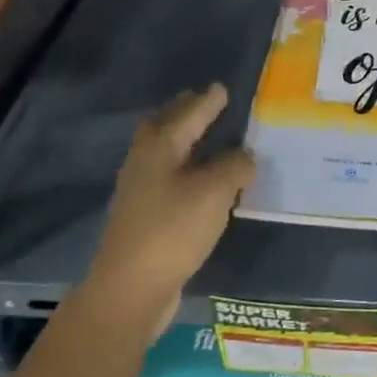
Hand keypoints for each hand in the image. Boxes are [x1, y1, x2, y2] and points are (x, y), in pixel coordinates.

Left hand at [83, 83, 255, 342]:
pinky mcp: (144, 218)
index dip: (207, 102)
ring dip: (184, 142)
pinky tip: (202, 182)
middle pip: (165, 129)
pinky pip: (169, 180)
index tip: (221, 88)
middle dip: (185, 114)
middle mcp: (145, 163)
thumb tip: (245, 156)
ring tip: (208, 139)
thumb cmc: (173, 229)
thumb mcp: (215, 191)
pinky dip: (187, 170)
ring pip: (165, 154)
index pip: (188, 114)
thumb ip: (235, 166)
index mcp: (160, 148)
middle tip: (205, 103)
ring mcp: (140, 192)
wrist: (131, 288)